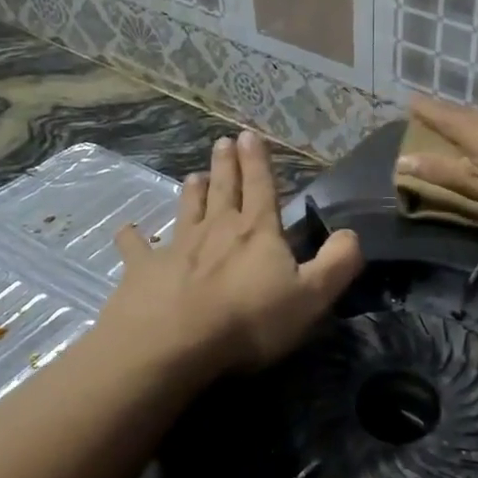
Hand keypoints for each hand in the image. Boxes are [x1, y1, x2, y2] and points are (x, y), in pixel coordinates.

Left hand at [101, 131, 362, 377]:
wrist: (174, 343)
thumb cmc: (249, 320)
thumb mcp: (311, 296)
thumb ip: (337, 263)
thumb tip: (351, 234)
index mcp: (257, 232)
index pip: (261, 188)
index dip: (258, 161)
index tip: (249, 134)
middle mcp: (217, 229)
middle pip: (223, 190)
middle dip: (226, 165)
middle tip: (223, 141)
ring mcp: (177, 247)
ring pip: (187, 210)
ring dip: (192, 192)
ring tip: (194, 176)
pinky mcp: (143, 270)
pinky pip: (136, 248)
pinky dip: (132, 237)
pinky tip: (126, 229)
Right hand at [395, 96, 477, 211]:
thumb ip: (442, 173)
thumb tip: (401, 163)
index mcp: (470, 131)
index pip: (439, 116)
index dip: (423, 110)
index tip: (407, 100)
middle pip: (460, 113)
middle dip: (442, 112)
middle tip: (427, 108)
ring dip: (465, 118)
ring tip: (455, 120)